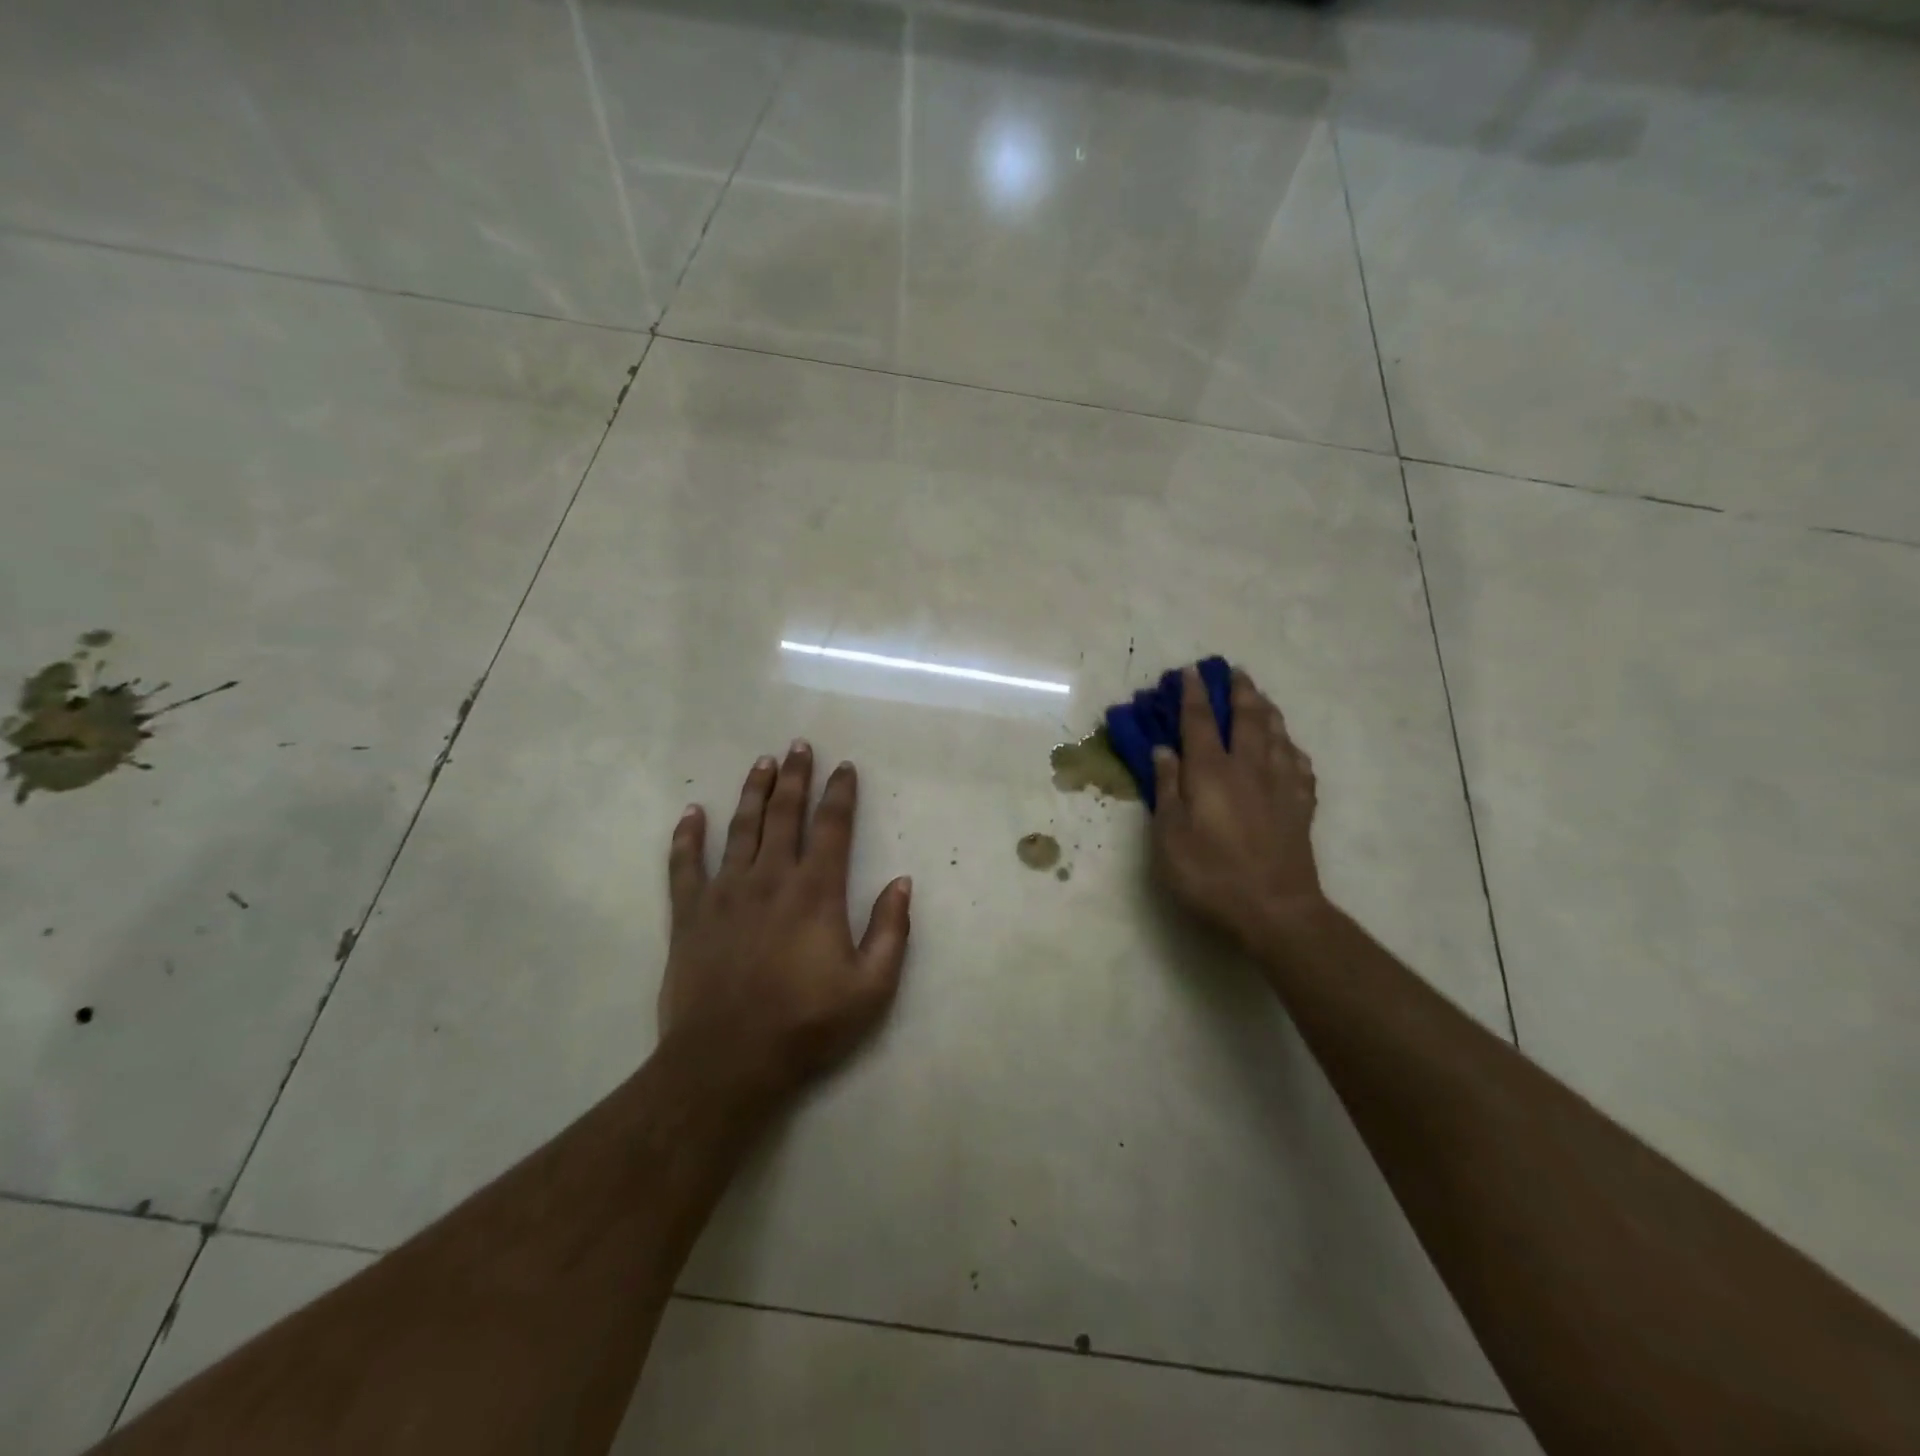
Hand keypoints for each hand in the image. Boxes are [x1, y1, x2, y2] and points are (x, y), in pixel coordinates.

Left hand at [660, 742, 911, 1097]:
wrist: (727, 1061)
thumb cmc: (806, 1024)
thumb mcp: (871, 987)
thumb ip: (891, 930)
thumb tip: (902, 882)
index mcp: (816, 892)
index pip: (833, 827)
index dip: (840, 793)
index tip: (844, 767)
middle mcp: (771, 878)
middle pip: (784, 814)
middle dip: (795, 776)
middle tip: (798, 745)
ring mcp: (725, 893)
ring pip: (740, 828)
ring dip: (753, 792)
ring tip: (762, 763)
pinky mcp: (689, 914)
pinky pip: (685, 865)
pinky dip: (687, 836)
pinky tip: (692, 813)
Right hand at [1149, 666, 1325, 945]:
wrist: (1275, 909)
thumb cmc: (1210, 874)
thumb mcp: (1170, 837)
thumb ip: (1167, 789)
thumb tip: (1164, 750)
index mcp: (1211, 773)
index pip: (1198, 722)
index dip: (1192, 695)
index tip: (1190, 671)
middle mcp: (1248, 768)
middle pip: (1246, 718)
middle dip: (1238, 691)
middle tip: (1234, 672)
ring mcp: (1280, 785)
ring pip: (1276, 734)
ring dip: (1267, 710)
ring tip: (1260, 697)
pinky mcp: (1301, 806)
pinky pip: (1299, 764)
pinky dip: (1290, 748)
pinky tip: (1288, 748)